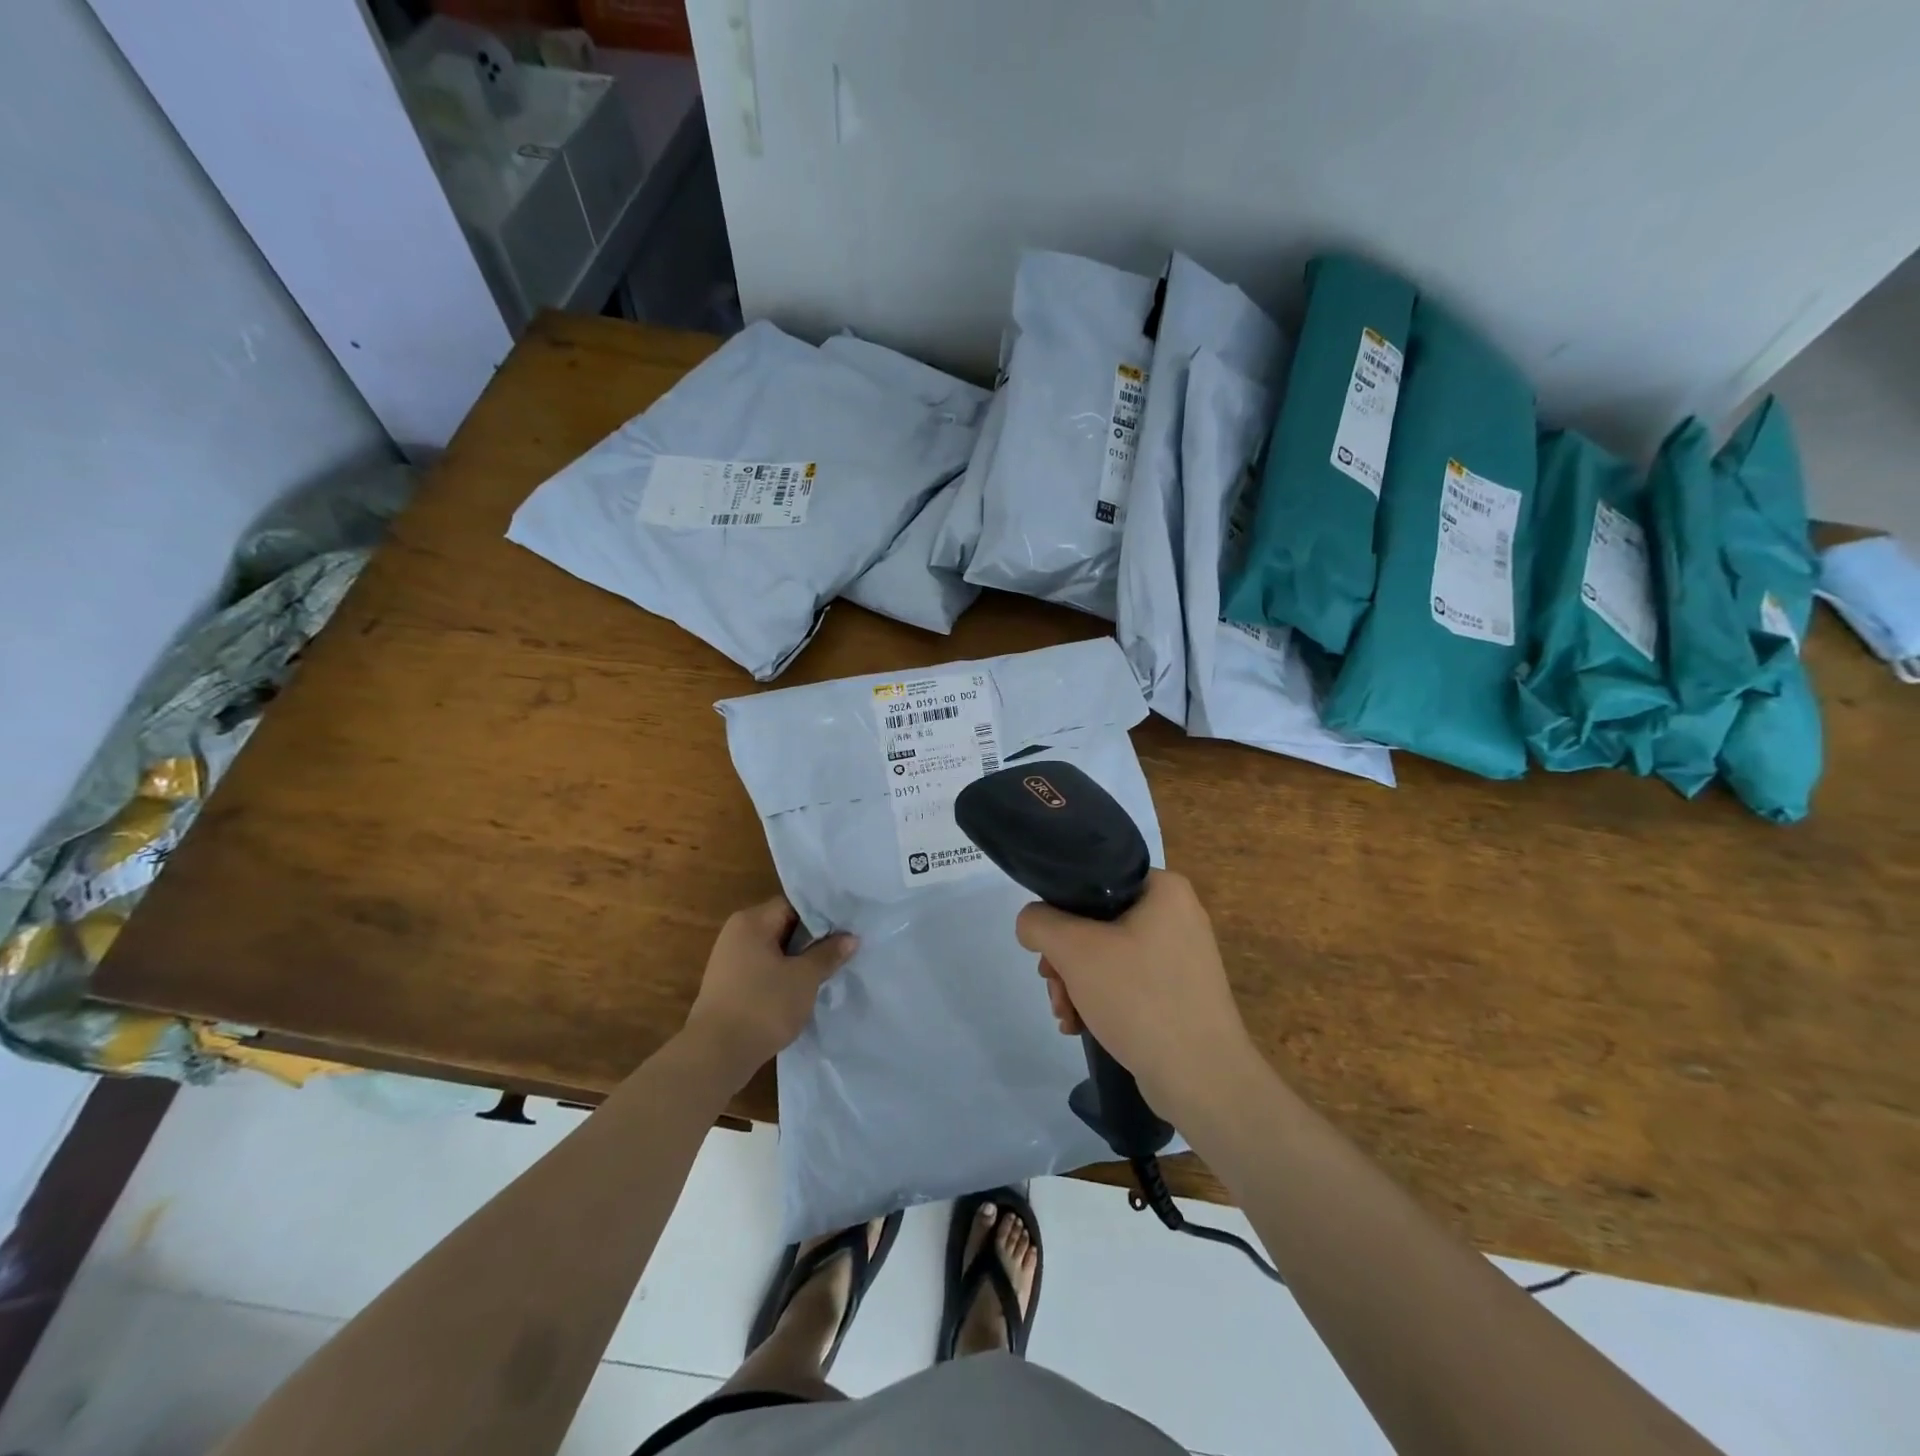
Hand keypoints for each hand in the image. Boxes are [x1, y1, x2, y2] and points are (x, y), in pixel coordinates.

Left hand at [683, 895, 856, 1079]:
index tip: (847, 929)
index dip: (823, 915)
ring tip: (829, 970)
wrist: (715, 1055)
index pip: (794, 905)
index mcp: (752, 921)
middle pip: (783, 926)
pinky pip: (763, 970)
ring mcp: (730, 961)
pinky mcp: (729, 986)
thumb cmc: (763, 1006)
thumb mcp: (804, 978)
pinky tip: (803, 990)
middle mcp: (737, 934)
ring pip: (774, 951)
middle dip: (813, 939)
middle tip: (843, 949)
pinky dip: (783, 976)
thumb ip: (828, 954)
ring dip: (799, 960)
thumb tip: (851, 937)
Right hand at [1015, 870, 1256, 1116]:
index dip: (1061, 912)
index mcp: (1165, 890)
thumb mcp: (1075, 950)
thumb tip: (1032, 923)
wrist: (1202, 1079)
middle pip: (1098, 923)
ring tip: (1066, 1015)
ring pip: (1109, 956)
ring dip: (1077, 984)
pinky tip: (1082, 1026)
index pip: (1095, 882)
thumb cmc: (1140, 998)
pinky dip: (1101, 1001)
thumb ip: (1040, 923)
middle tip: (1054, 988)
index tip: (1047, 949)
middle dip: (1066, 960)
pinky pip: (1129, 982)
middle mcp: (1178, 915)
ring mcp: (1182, 957)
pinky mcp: (1181, 993)